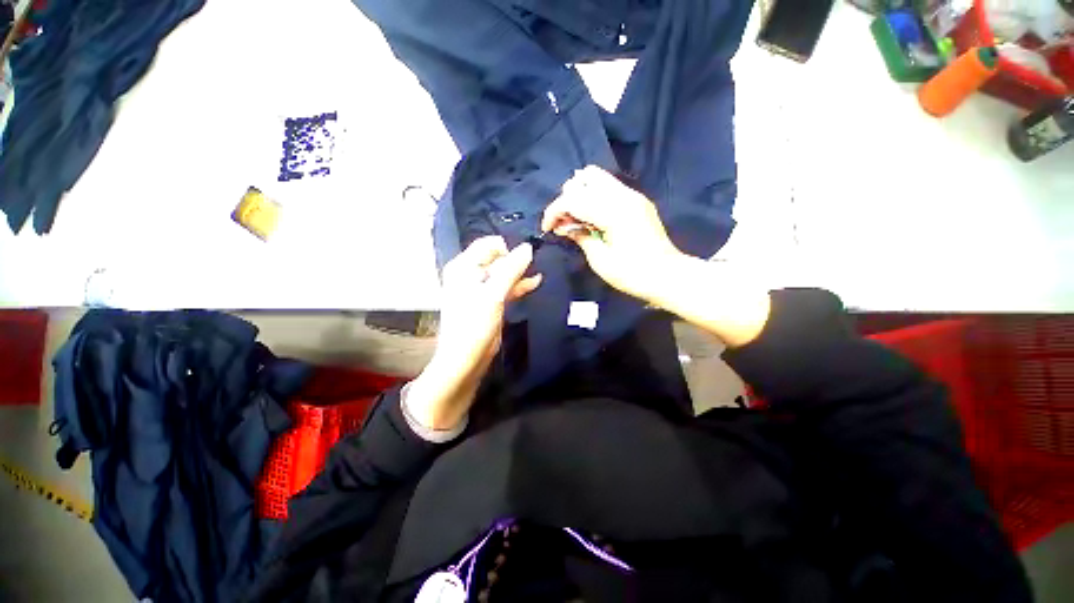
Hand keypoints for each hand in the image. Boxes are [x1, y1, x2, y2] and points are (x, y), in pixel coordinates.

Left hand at [406, 237, 540, 429]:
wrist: (466, 359)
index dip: (507, 248)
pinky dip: (519, 285)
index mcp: (464, 267)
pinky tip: (535, 282)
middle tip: (536, 263)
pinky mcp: (491, 302)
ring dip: (520, 273)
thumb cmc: (474, 324)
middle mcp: (471, 274)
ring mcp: (481, 289)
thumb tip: (528, 248)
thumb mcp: (494, 294)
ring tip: (538, 270)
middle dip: (516, 261)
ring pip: (504, 273)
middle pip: (497, 259)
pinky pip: (506, 287)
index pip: (488, 245)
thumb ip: (511, 270)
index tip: (526, 256)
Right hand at [542, 166, 682, 302]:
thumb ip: (580, 237)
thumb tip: (565, 227)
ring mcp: (633, 195)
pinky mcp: (637, 201)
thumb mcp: (600, 260)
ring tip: (576, 217)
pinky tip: (592, 217)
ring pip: (597, 177)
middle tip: (564, 222)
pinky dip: (594, 196)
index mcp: (613, 212)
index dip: (554, 211)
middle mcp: (623, 196)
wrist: (667, 275)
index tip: (547, 228)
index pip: (574, 198)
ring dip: (581, 194)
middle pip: (585, 178)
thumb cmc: (632, 274)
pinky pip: (609, 187)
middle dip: (567, 198)